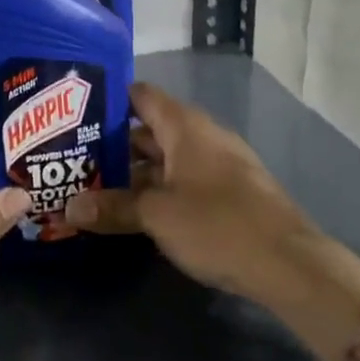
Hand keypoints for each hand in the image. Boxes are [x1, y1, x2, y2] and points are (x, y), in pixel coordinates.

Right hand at [66, 84, 359, 360]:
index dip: (109, 100)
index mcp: (185, 127)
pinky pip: (183, 181)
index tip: (75, 114)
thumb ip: (113, 207)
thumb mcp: (157, 216)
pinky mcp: (229, 194)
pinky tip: (133, 211)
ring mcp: (219, 166)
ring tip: (93, 186)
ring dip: (134, 173)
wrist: (289, 265)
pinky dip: (157, 190)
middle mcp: (203, 137)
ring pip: (166, 159)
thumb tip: (70, 208)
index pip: (141, 95)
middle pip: (149, 130)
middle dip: (113, 145)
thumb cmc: (218, 225)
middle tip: (74, 158)